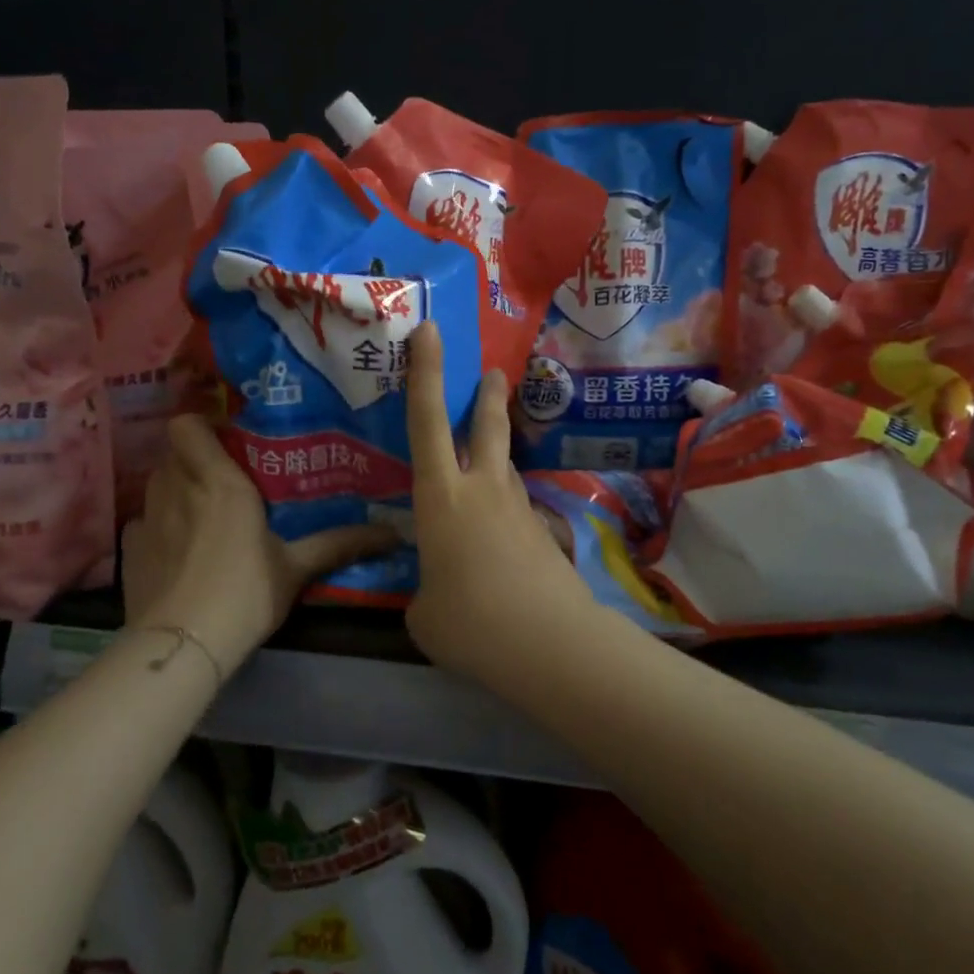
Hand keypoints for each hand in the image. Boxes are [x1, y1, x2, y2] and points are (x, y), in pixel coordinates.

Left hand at [121, 416, 393, 677]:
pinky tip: (174, 546)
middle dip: (194, 458)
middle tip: (224, 477)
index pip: (187, 425)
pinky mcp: (128, 550)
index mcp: (219, 481)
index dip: (201, 426)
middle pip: (173, 453)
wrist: (184, 645)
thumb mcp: (297, 567)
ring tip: (199, 509)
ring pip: (156, 483)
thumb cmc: (245, 592)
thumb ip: (339, 543)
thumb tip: (393, 534)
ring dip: (175, 487)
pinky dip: (157, 524)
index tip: (228, 441)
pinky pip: (142, 520)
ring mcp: (146, 518)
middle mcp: (177, 488)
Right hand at [404, 323, 599, 679]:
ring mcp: (518, 509)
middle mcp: (482, 489)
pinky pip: (516, 509)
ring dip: (496, 457)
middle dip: (485, 394)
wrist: (548, 643)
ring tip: (486, 469)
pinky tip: (499, 543)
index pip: (426, 420)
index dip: (425, 371)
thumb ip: (426, 592)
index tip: (430, 330)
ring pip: (504, 467)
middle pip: (485, 426)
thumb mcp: (425, 613)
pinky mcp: (542, 533)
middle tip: (492, 372)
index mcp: (440, 496)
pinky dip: (504, 513)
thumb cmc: (469, 621)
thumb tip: (437, 593)